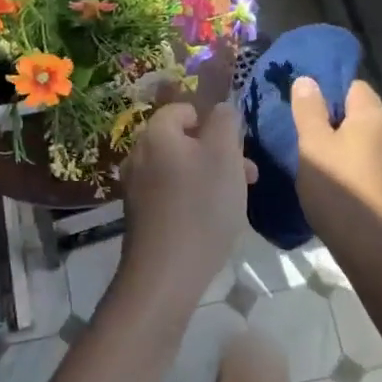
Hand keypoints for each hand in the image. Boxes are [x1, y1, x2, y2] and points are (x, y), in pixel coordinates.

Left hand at [117, 99, 253, 312]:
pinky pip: (169, 193)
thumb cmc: (201, 206)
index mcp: (155, 133)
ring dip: (208, 177)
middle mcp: (138, 154)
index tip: (235, 146)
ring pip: (179, 168)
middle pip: (182, 141)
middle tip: (246, 175)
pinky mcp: (138, 215)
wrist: (165, 273)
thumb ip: (224, 122)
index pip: (182, 109)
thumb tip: (220, 108)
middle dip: (216, 153)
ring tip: (236, 201)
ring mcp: (135, 186)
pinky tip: (211, 221)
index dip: (211, 122)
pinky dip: (191, 198)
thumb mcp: (224, 156)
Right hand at [288, 77, 381, 239]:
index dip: (329, 92)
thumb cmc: (340, 190)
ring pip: (367, 140)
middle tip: (305, 135)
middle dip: (335, 120)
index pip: (353, 85)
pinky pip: (373, 163)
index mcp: (374, 116)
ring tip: (318, 162)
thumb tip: (307, 79)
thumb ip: (308, 110)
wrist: (378, 251)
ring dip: (345, 146)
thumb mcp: (313, 146)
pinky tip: (338, 185)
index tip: (305, 108)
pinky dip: (356, 167)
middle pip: (361, 113)